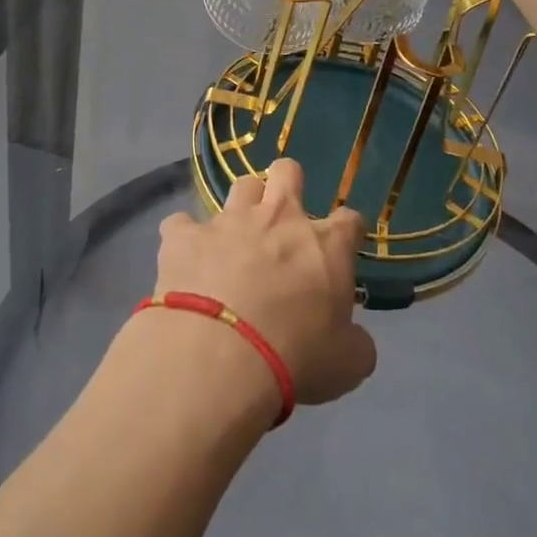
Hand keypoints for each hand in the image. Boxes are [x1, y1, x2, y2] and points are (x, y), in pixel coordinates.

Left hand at [151, 158, 376, 406]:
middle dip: (287, 184)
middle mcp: (277, 218)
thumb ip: (355, 342)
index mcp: (325, 245)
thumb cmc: (295, 357)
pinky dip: (186, 239)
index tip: (341, 250)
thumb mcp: (347, 363)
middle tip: (283, 219)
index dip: (346, 232)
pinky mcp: (183, 235)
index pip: (349, 220)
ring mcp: (227, 221)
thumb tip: (352, 337)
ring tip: (238, 237)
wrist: (219, 355)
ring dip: (242, 206)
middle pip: (287, 172)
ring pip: (240, 186)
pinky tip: (186, 260)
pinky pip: (182, 224)